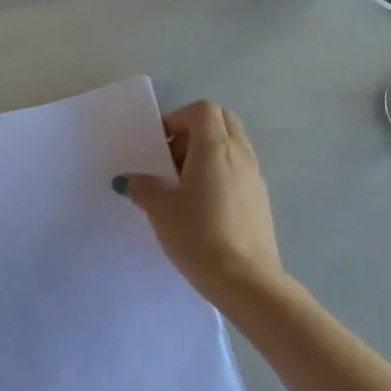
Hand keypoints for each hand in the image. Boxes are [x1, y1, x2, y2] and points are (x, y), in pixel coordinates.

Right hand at [117, 101, 286, 303]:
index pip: (202, 110)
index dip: (177, 119)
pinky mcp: (260, 200)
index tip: (159, 145)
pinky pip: (238, 170)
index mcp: (215, 148)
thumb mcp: (160, 209)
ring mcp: (255, 177)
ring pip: (232, 146)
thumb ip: (143, 187)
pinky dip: (220, 174)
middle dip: (193, 132)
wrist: (245, 279)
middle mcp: (240, 154)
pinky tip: (202, 206)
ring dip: (206, 154)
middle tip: (171, 160)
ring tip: (182, 186)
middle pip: (221, 122)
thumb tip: (130, 180)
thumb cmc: (198, 234)